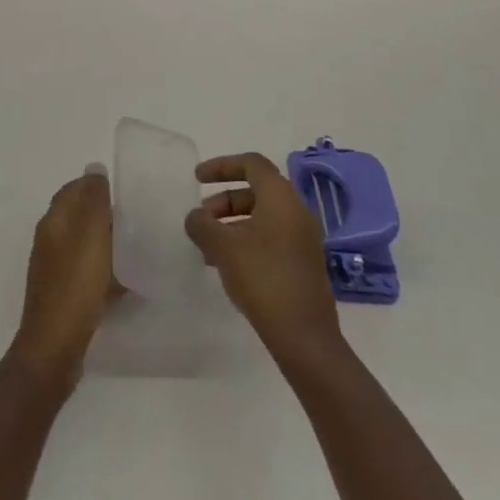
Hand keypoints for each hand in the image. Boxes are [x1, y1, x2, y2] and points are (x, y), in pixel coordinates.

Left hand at [9, 165, 116, 387]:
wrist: (54, 349)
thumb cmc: (75, 285)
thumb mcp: (90, 235)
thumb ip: (94, 200)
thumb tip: (95, 169)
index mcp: (53, 221)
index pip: (73, 189)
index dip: (96, 186)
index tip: (124, 191)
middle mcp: (49, 241)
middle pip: (78, 216)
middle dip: (104, 214)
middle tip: (135, 219)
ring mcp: (53, 270)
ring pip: (84, 245)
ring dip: (106, 243)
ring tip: (135, 248)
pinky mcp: (62, 296)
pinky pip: (86, 273)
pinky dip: (104, 272)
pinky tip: (124, 284)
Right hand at [185, 152, 341, 362]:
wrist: (304, 336)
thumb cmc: (263, 278)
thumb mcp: (223, 247)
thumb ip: (203, 225)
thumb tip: (195, 217)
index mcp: (280, 197)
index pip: (251, 163)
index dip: (222, 165)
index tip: (197, 178)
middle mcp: (296, 210)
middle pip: (255, 190)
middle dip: (223, 200)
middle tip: (201, 219)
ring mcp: (302, 238)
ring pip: (262, 216)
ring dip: (232, 224)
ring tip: (208, 247)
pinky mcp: (302, 262)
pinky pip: (270, 237)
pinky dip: (246, 240)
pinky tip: (227, 266)